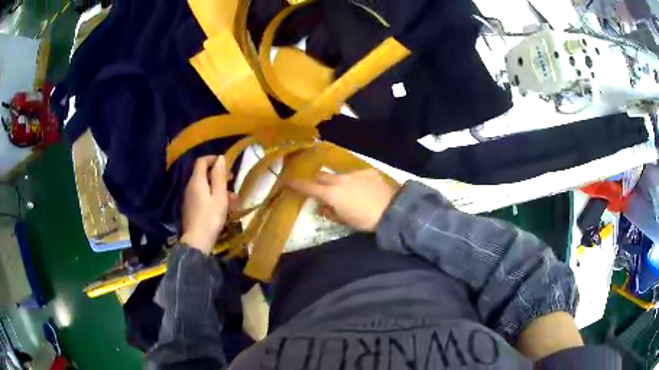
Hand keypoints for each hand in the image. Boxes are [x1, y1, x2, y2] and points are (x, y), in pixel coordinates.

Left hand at [180, 156, 237, 253]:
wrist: (197, 241)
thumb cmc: (210, 217)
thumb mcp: (219, 196)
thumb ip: (219, 176)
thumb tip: (220, 158)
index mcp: (197, 181)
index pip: (202, 161)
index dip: (213, 159)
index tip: (226, 164)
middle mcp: (190, 186)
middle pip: (203, 173)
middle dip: (218, 174)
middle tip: (232, 180)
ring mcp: (189, 197)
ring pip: (205, 186)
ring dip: (218, 188)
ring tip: (233, 198)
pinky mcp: (191, 207)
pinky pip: (202, 196)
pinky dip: (213, 196)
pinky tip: (224, 207)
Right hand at [287, 169, 397, 231]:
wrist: (392, 211)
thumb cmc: (365, 220)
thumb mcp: (345, 220)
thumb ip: (330, 212)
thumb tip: (320, 208)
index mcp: (332, 193)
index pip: (309, 187)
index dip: (297, 184)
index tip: (288, 182)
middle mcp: (340, 179)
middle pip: (323, 177)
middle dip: (318, 183)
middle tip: (321, 191)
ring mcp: (355, 173)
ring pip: (339, 175)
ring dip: (337, 182)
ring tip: (346, 192)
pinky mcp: (368, 171)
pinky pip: (356, 174)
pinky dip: (355, 181)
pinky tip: (363, 189)